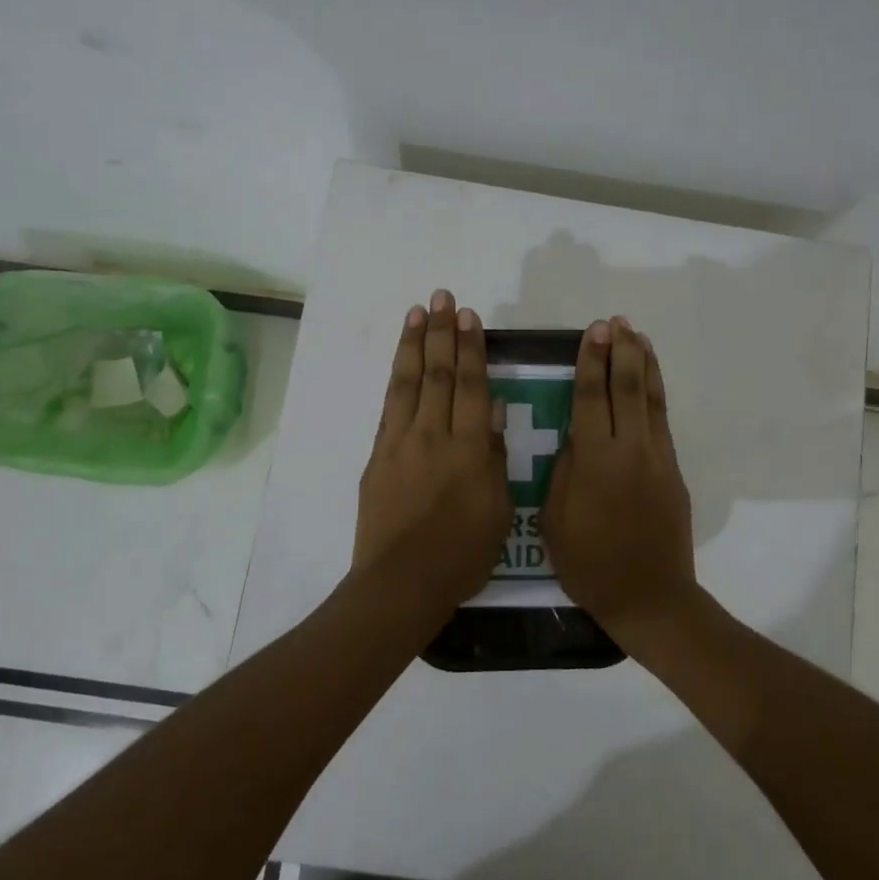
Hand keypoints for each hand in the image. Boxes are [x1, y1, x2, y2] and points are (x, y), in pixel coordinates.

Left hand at [353, 289, 512, 609]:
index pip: (472, 386)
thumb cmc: (462, 554)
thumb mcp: (499, 510)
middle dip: (442, 332)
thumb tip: (496, 412)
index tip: (469, 316)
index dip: (471, 348)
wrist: (402, 583)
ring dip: (414, 344)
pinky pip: (389, 408)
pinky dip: (395, 380)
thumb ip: (496, 457)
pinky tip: (400, 362)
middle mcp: (433, 436)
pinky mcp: (378, 457)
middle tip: (443, 296)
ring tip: (418, 311)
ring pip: (408, 383)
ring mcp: (400, 443)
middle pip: (438, 374)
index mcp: (470, 449)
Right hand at [541, 317, 698, 632]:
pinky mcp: (673, 471)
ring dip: (643, 364)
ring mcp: (657, 458)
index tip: (592, 332)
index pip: (590, 398)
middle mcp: (629, 449)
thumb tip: (575, 436)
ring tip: (636, 335)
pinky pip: (662, 420)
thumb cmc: (589, 564)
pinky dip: (656, 392)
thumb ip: (564, 470)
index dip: (590, 362)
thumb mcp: (554, 519)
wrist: (649, 596)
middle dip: (619, 352)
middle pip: (625, 388)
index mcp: (595, 460)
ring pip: (651, 399)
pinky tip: (650, 379)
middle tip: (613, 322)